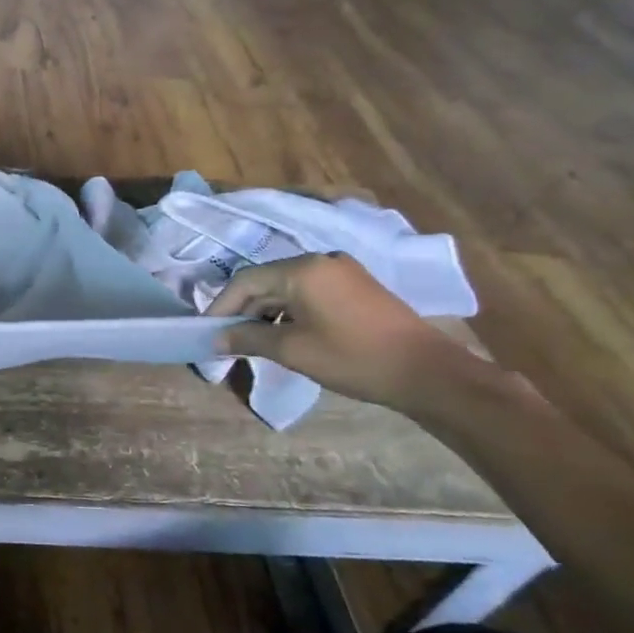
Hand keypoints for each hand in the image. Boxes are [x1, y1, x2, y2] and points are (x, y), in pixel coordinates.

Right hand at [210, 253, 485, 411]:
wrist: (426, 372)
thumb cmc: (352, 358)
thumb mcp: (292, 351)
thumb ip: (248, 340)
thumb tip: (216, 339)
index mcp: (302, 270)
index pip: (245, 281)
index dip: (221, 306)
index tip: (207, 332)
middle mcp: (320, 260)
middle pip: (265, 281)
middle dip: (242, 311)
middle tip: (226, 340)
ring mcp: (341, 271)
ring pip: (286, 288)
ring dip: (265, 313)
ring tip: (252, 342)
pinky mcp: (356, 286)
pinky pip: (308, 292)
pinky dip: (289, 312)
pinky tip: (284, 335)